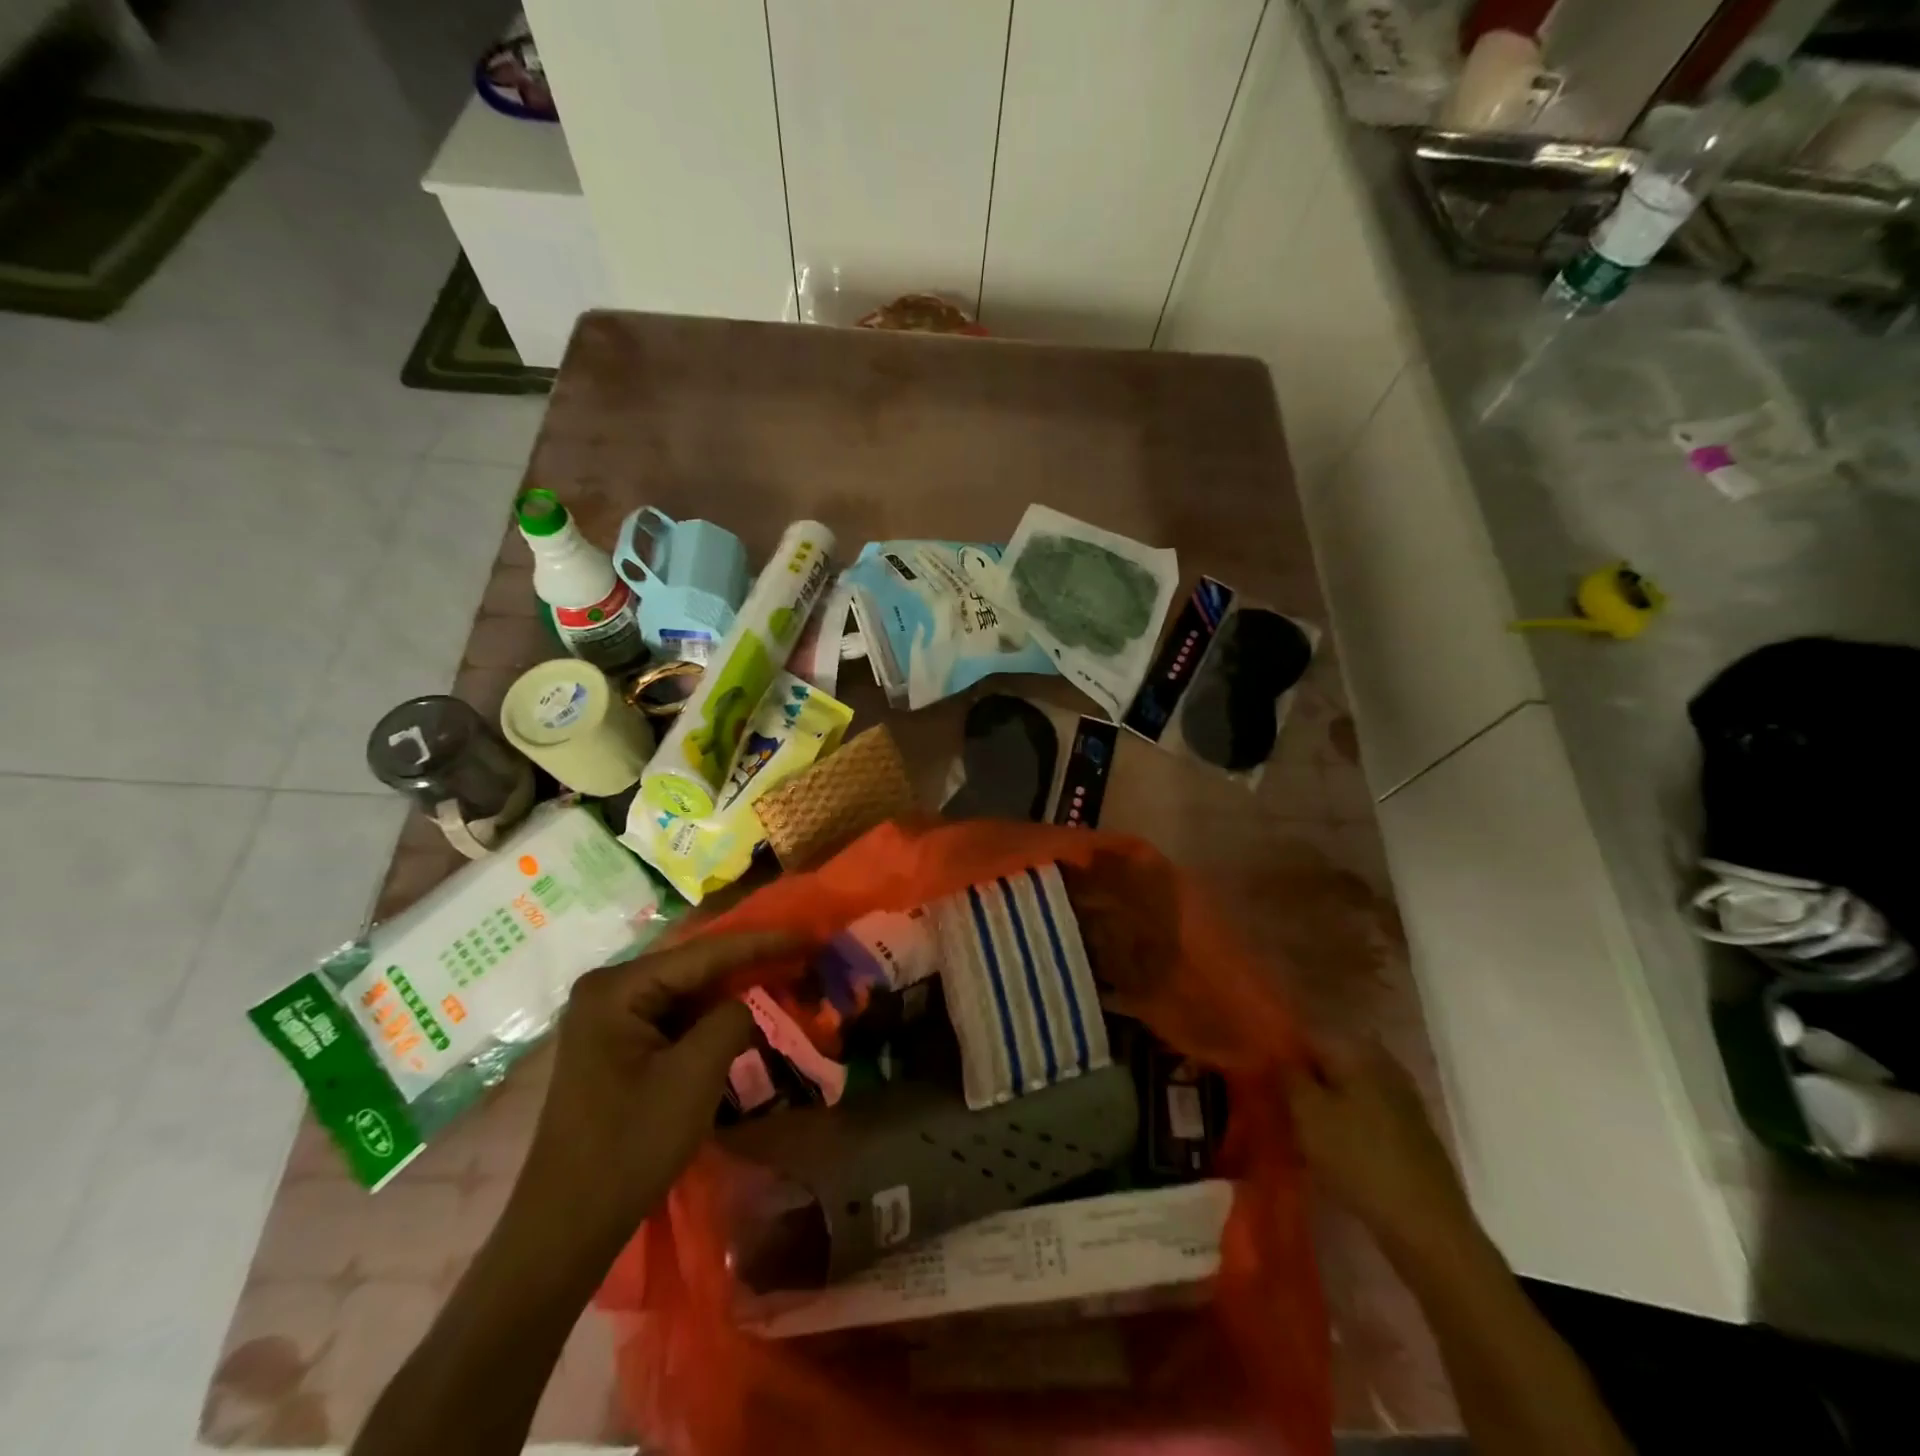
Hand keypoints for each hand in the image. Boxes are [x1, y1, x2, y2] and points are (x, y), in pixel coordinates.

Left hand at [512, 931, 797, 1257]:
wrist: (566, 1227)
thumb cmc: (629, 1146)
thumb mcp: (694, 1076)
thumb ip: (730, 1021)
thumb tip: (744, 1004)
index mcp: (617, 988)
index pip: (703, 953)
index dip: (760, 943)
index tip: (807, 935)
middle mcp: (608, 990)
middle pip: (693, 967)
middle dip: (747, 962)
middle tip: (800, 954)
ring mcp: (608, 1018)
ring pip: (686, 992)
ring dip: (731, 990)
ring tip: (782, 977)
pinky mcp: (616, 1045)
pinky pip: (674, 1016)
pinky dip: (710, 1017)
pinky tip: (743, 1015)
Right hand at [1283, 1033, 1478, 1268]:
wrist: (1427, 1226)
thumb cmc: (1358, 1159)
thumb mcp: (1307, 1113)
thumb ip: (1287, 1075)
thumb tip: (1276, 1054)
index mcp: (1356, 1049)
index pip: (1305, 1033)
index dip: (1279, 1049)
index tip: (1258, 1072)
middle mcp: (1381, 1062)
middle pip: (1327, 1059)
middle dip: (1301, 1076)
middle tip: (1274, 1099)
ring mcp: (1400, 1096)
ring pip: (1345, 1086)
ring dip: (1321, 1100)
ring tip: (1295, 1124)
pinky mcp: (1409, 1129)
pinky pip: (1363, 1109)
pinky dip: (1342, 1119)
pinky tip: (1327, 1143)